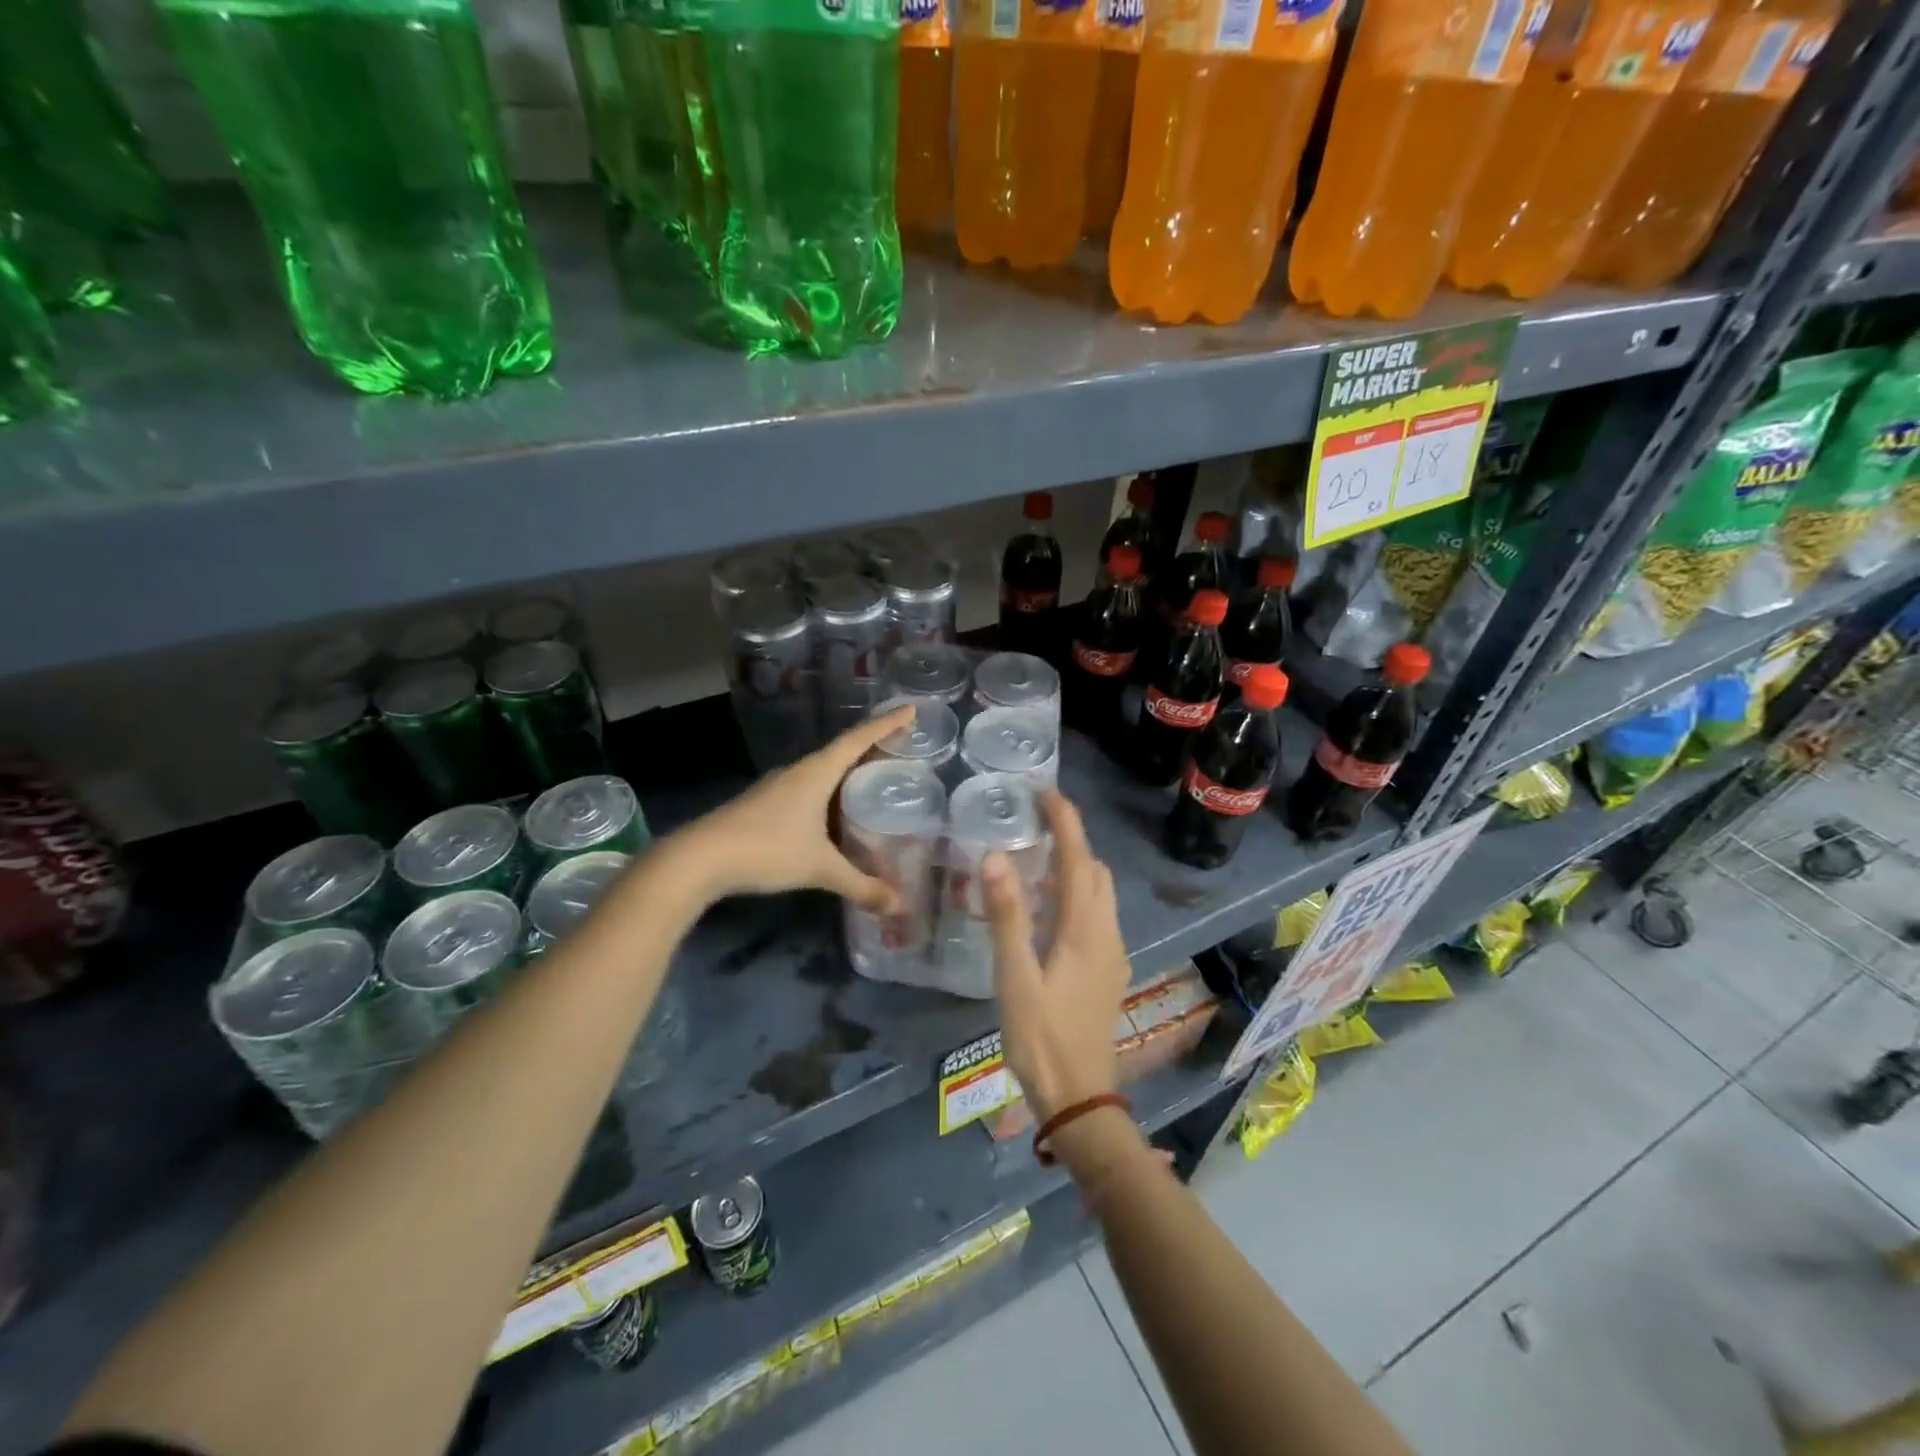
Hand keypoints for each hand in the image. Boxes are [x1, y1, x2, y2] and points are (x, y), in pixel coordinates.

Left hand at [671, 704, 915, 909]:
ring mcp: (778, 786)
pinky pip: (807, 788)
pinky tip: (834, 813)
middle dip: (872, 747)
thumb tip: (898, 905)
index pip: (859, 739)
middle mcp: (798, 771)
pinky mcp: (764, 803)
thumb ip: (860, 885)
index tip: (911, 710)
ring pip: (822, 771)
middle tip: (901, 750)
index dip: (887, 724)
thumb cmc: (767, 850)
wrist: (700, 858)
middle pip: (842, 750)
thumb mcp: (819, 868)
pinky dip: (829, 792)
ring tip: (874, 781)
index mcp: (817, 772)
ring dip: (848, 771)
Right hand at [982, 791, 1129, 1123]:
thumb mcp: (1015, 977)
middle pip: (1095, 871)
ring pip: (1101, 893)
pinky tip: (1048, 908)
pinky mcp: (1108, 970)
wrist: (1079, 1096)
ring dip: (1076, 866)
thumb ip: (1006, 916)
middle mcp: (1107, 933)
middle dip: (1072, 839)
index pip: (1078, 859)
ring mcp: (1112, 953)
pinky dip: (1078, 893)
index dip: (1066, 822)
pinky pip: (1097, 914)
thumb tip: (996, 857)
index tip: (1046, 793)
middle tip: (1036, 823)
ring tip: (1039, 857)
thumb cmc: (1041, 1037)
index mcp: (1085, 929)